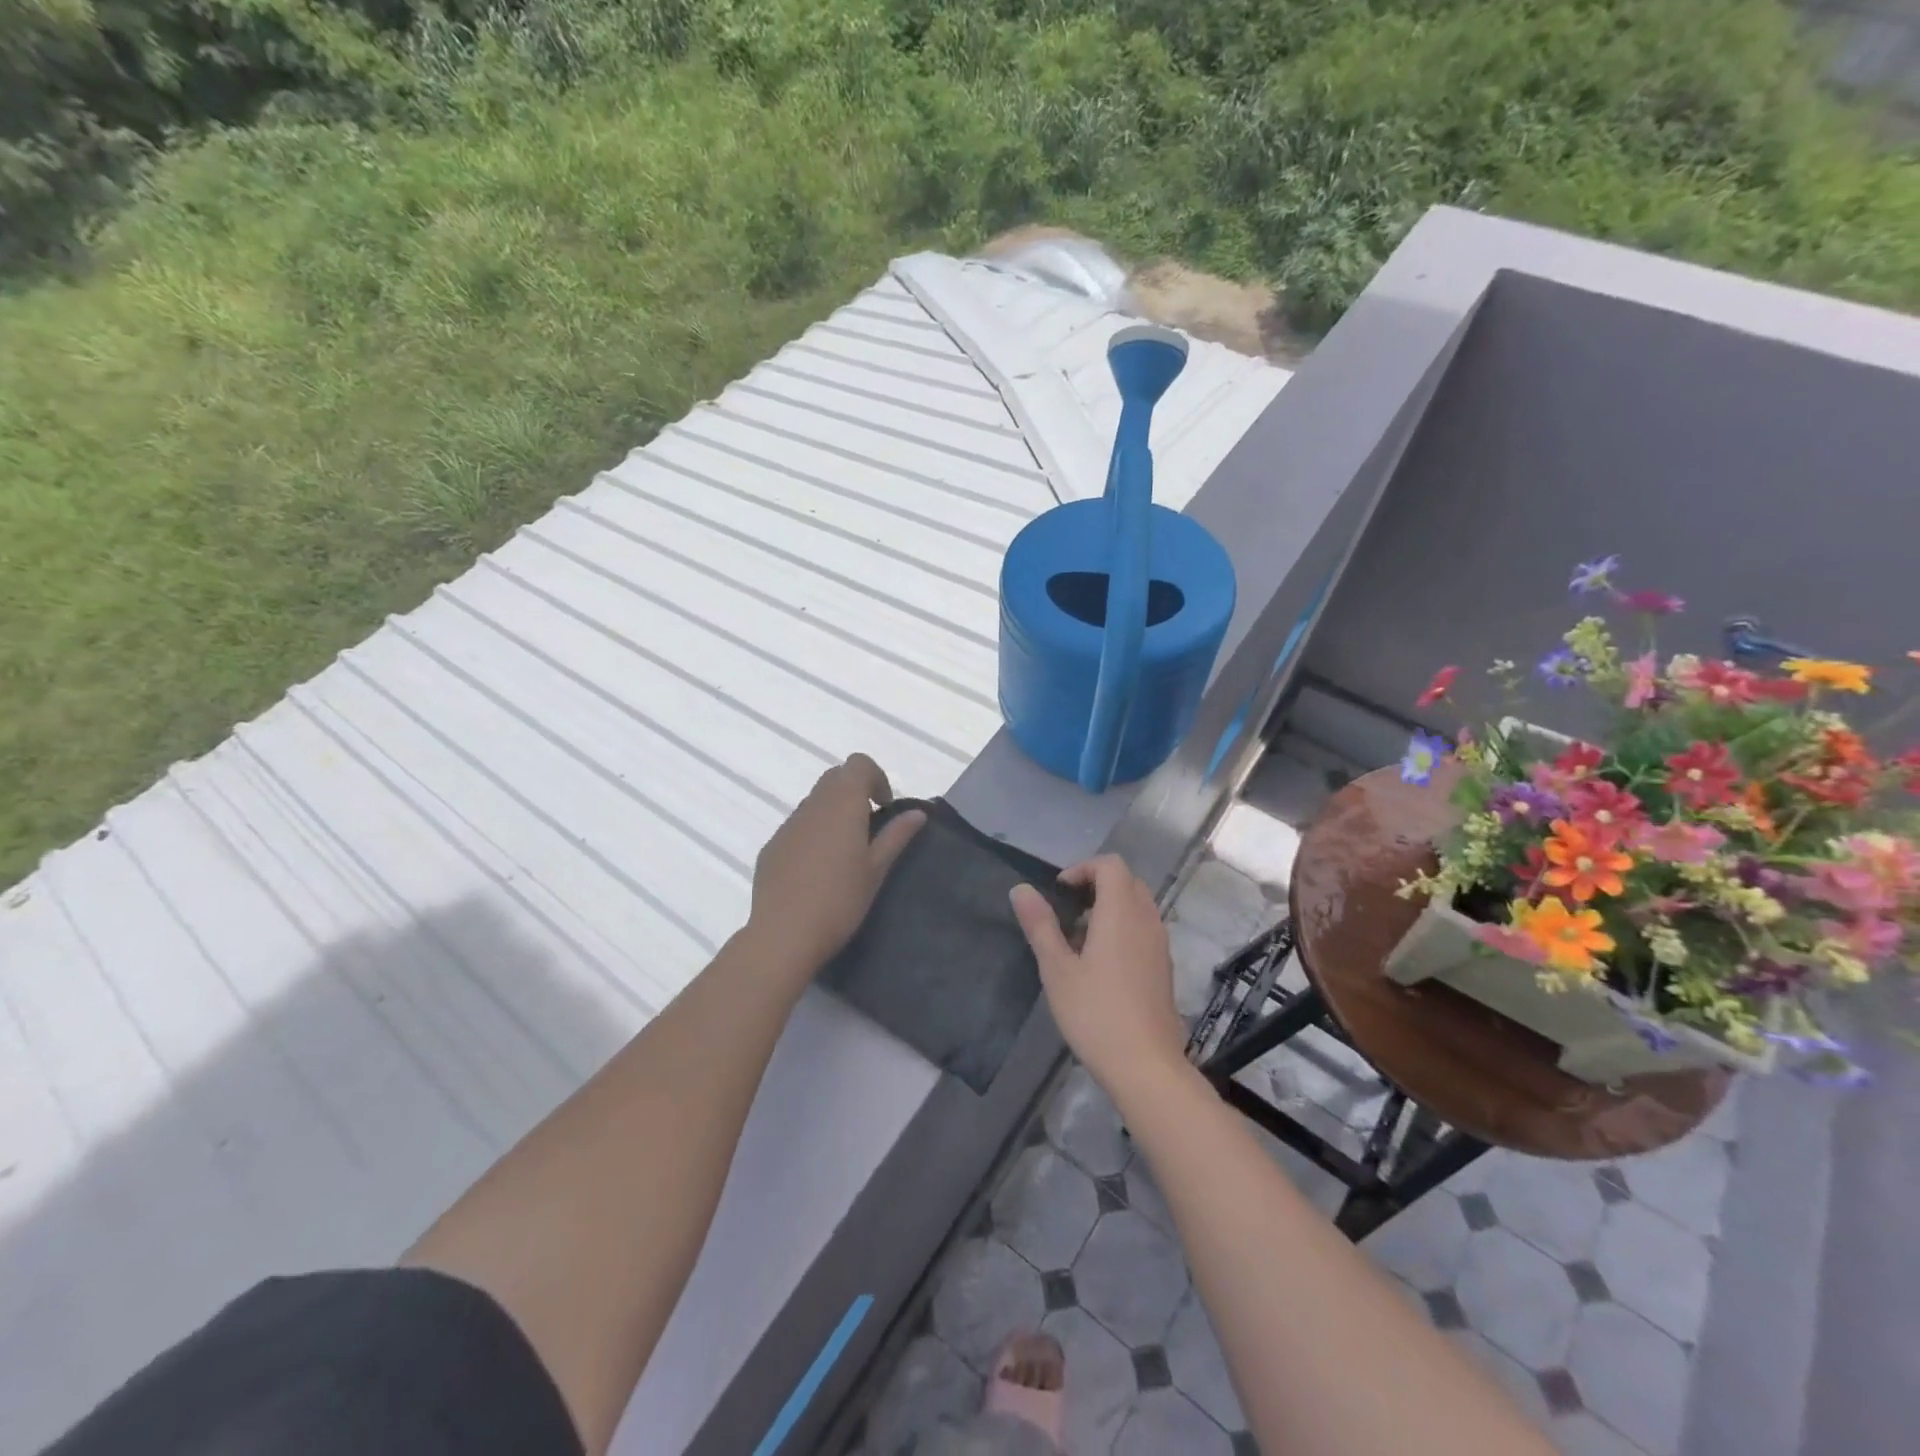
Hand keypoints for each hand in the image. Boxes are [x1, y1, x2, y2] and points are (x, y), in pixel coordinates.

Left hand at [748, 754, 924, 972]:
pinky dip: (813, 833)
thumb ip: (896, 835)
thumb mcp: (876, 870)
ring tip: (844, 852)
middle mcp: (812, 805)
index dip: (875, 777)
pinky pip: (797, 826)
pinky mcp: (772, 846)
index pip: (858, 764)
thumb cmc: (840, 901)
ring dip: (833, 812)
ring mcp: (788, 825)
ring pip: (814, 802)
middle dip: (855, 791)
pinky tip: (817, 870)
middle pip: (835, 777)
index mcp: (842, 804)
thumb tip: (917, 812)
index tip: (884, 807)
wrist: (784, 935)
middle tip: (869, 826)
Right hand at [1010, 855, 1186, 1095]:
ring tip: (1079, 938)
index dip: (1083, 868)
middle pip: (1127, 881)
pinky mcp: (1164, 967)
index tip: (1059, 891)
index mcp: (1121, 913)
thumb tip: (1021, 888)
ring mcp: (1159, 945)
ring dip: (1110, 907)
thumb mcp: (1057, 969)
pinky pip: (1143, 928)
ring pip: (1138, 905)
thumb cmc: (1095, 1013)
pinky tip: (1100, 963)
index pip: (1111, 865)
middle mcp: (1146, 920)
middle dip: (1096, 884)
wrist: (1146, 1066)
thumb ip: (1040, 925)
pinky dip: (1122, 928)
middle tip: (1067, 909)